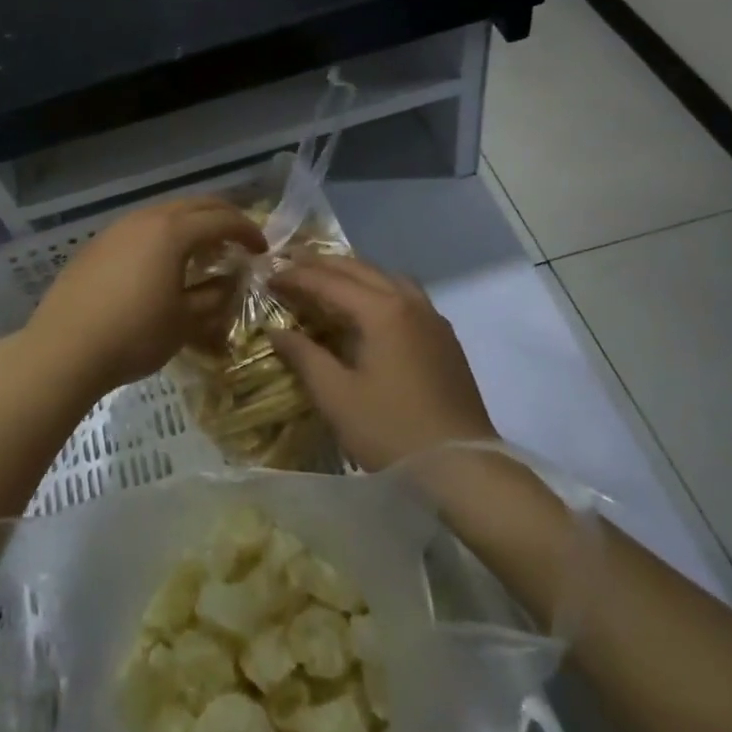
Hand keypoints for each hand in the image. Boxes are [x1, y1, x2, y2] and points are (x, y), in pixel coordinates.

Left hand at [24, 196, 265, 396]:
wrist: (64, 348)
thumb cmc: (134, 335)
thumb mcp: (186, 322)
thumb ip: (215, 297)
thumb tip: (230, 281)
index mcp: (173, 232)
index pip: (222, 220)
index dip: (248, 232)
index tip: (261, 251)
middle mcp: (145, 219)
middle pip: (194, 205)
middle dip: (222, 219)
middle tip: (239, 241)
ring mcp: (117, 229)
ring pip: (164, 213)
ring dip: (191, 226)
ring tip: (202, 253)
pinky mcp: (97, 245)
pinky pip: (140, 228)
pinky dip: (163, 237)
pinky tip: (162, 264)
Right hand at [267, 253, 496, 469]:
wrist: (462, 467)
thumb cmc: (391, 431)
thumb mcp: (336, 396)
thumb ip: (304, 356)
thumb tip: (276, 331)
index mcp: (382, 311)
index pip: (330, 282)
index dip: (296, 277)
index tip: (268, 277)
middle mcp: (410, 303)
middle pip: (360, 270)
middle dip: (323, 265)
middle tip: (291, 264)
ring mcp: (433, 319)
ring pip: (387, 278)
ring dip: (353, 273)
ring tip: (327, 278)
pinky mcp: (444, 339)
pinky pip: (406, 296)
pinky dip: (378, 289)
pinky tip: (368, 308)